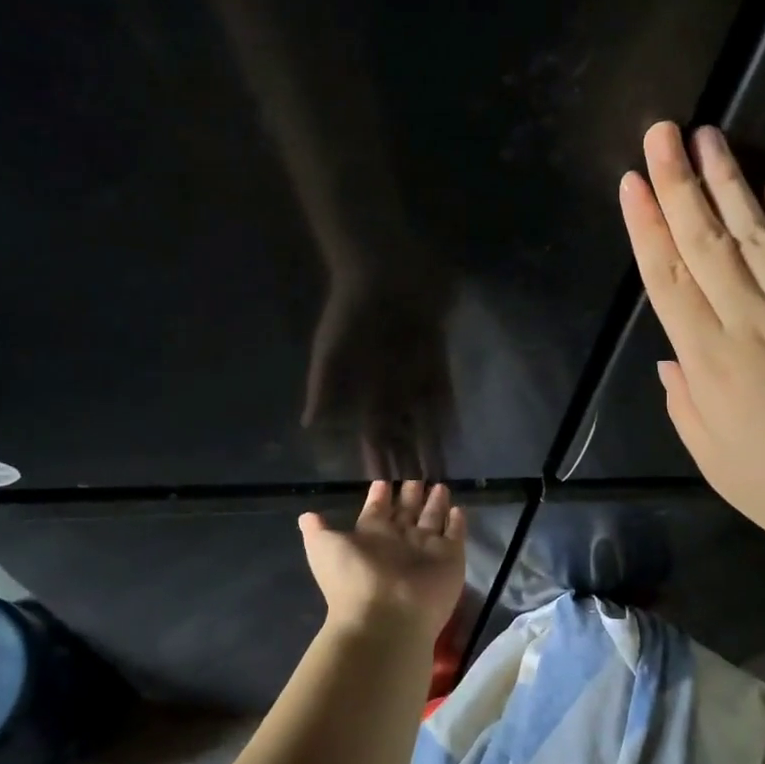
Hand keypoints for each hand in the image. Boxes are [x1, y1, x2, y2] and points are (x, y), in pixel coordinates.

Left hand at [298, 481, 467, 641]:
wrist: (386, 618)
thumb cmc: (353, 578)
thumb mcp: (325, 549)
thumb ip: (318, 531)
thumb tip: (306, 516)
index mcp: (371, 536)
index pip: (377, 510)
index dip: (380, 495)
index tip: (384, 480)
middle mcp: (399, 541)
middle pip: (407, 511)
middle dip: (411, 494)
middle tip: (417, 475)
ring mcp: (426, 550)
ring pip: (432, 519)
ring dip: (436, 503)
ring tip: (440, 485)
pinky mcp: (450, 558)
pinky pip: (456, 535)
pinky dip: (457, 523)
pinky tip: (459, 509)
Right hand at [303, 267, 454, 479]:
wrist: (382, 267)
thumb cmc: (350, 307)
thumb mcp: (331, 348)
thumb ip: (324, 387)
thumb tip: (309, 425)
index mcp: (364, 389)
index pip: (373, 434)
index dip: (379, 459)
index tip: (385, 489)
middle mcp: (390, 387)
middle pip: (402, 433)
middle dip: (409, 461)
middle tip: (420, 497)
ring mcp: (415, 373)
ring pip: (425, 419)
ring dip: (431, 445)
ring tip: (439, 475)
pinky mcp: (436, 357)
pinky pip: (444, 391)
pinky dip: (448, 414)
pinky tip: (454, 436)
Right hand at [619, 121, 764, 572]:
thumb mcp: (715, 461)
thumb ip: (685, 404)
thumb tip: (669, 357)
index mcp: (711, 364)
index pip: (669, 281)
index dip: (647, 228)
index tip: (632, 183)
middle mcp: (751, 323)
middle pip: (707, 243)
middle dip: (680, 184)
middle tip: (663, 133)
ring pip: (758, 235)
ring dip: (730, 183)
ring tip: (709, 138)